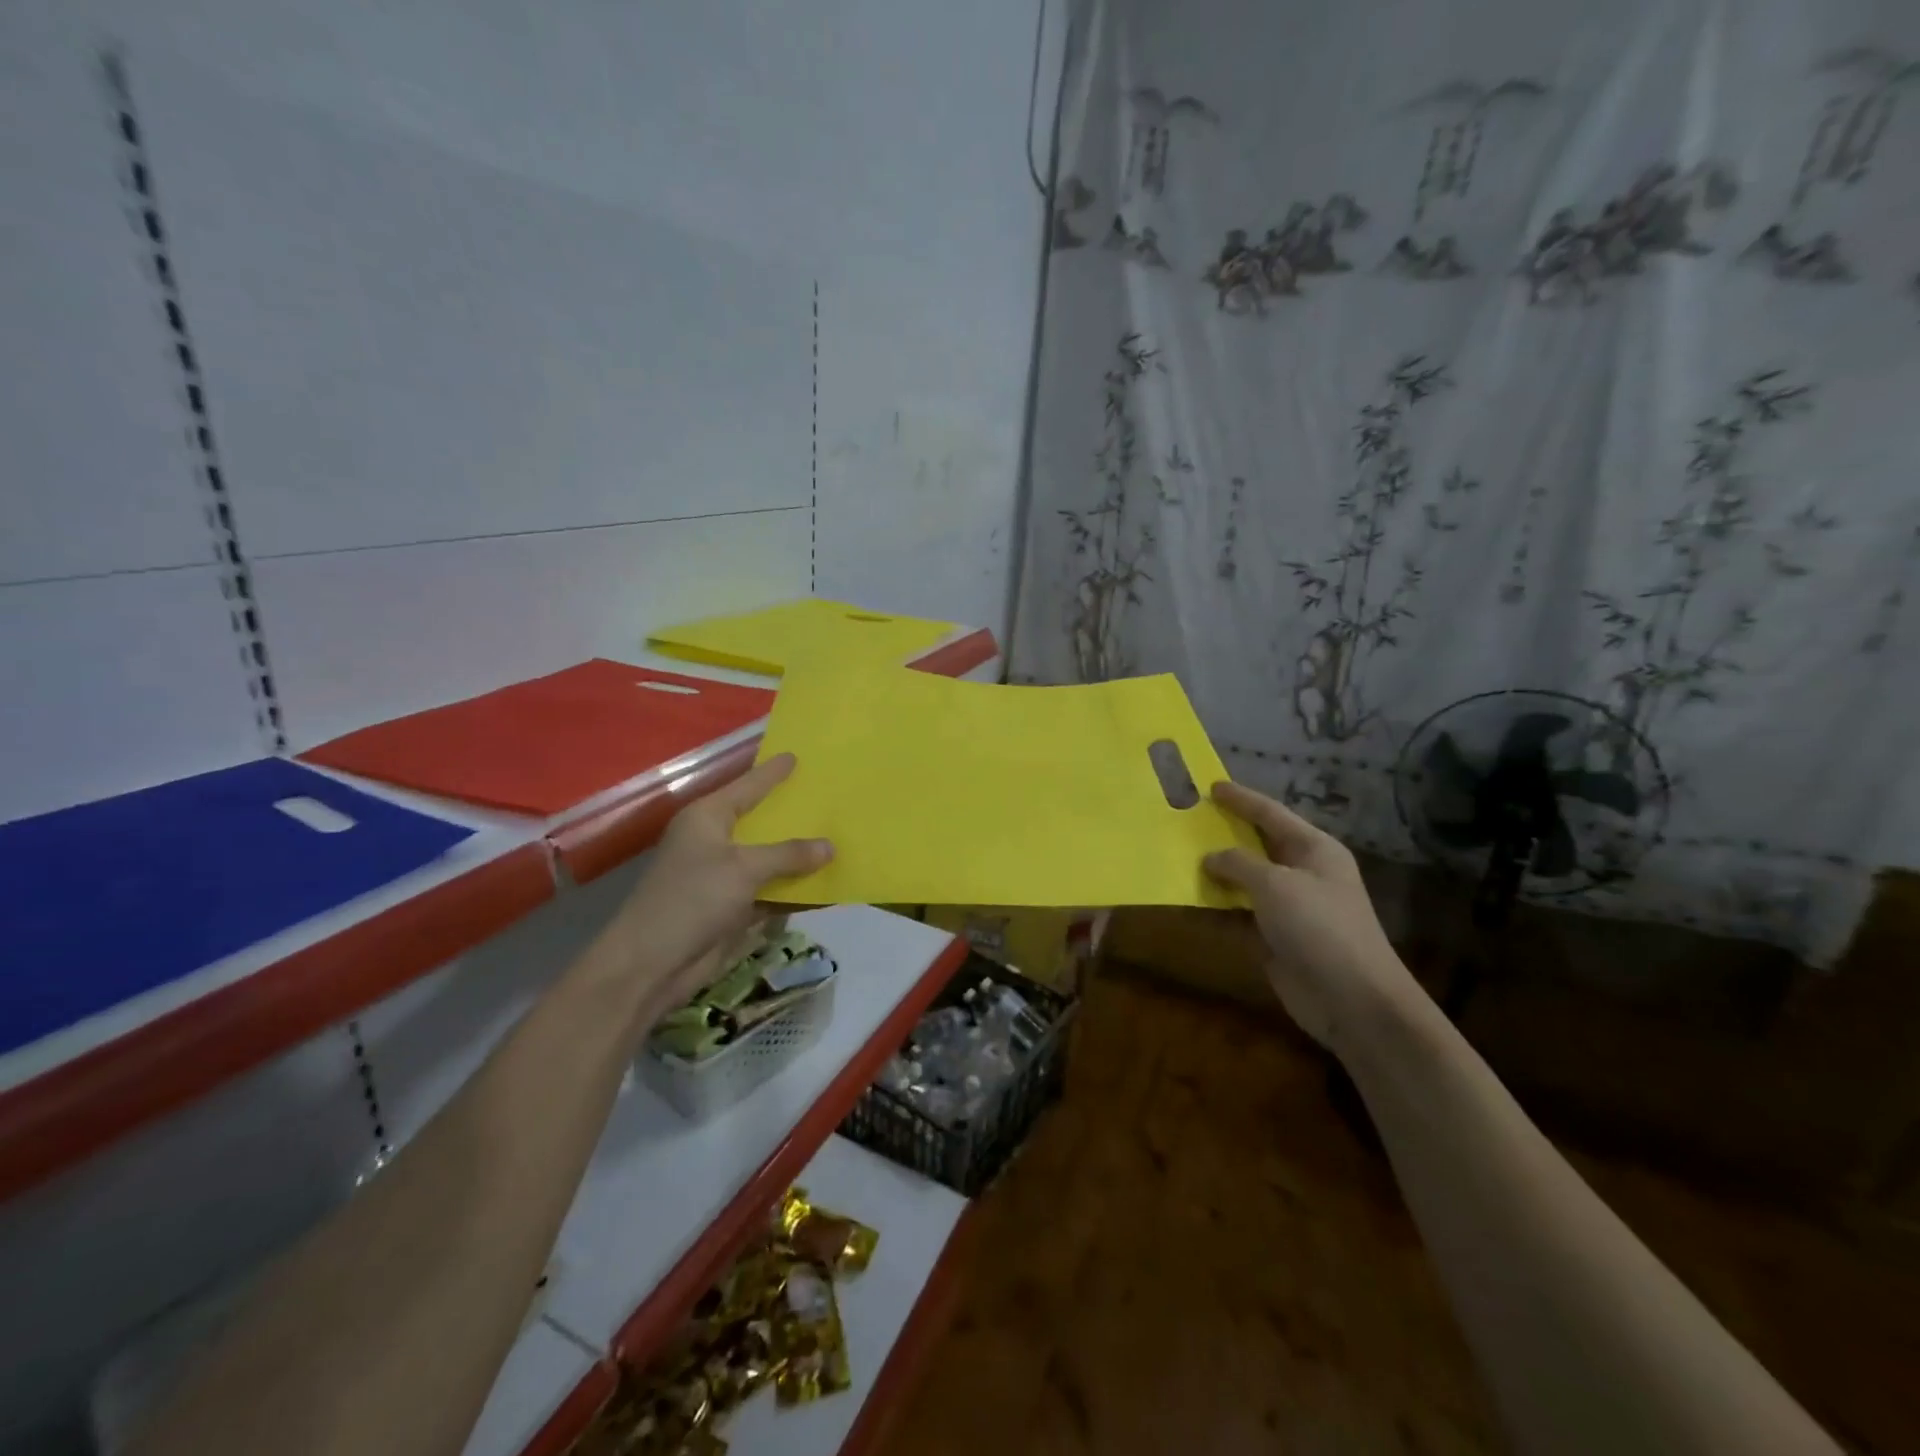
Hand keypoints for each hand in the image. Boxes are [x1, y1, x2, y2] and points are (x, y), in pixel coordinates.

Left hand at [595, 754, 830, 1020]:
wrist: (651, 964)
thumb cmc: (691, 898)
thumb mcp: (743, 868)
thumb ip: (788, 855)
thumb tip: (830, 847)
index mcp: (707, 817)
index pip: (747, 786)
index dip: (772, 772)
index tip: (796, 756)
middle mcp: (715, 841)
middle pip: (761, 822)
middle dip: (793, 815)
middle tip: (828, 797)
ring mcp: (723, 876)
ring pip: (770, 859)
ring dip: (800, 857)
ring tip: (839, 840)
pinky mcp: (732, 908)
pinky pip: (772, 892)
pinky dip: (796, 891)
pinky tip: (828, 889)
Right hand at [1202, 780, 1425, 1055]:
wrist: (1351, 999)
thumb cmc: (1318, 927)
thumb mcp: (1275, 884)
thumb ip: (1239, 863)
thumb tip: (1211, 858)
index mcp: (1314, 849)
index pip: (1271, 813)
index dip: (1241, 799)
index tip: (1211, 786)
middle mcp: (1303, 872)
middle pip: (1257, 844)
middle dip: (1225, 832)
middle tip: (1189, 818)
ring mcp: (1290, 906)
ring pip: (1245, 879)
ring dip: (1216, 870)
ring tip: (1179, 854)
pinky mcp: (1275, 937)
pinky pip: (1239, 912)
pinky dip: (1216, 905)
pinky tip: (1188, 899)